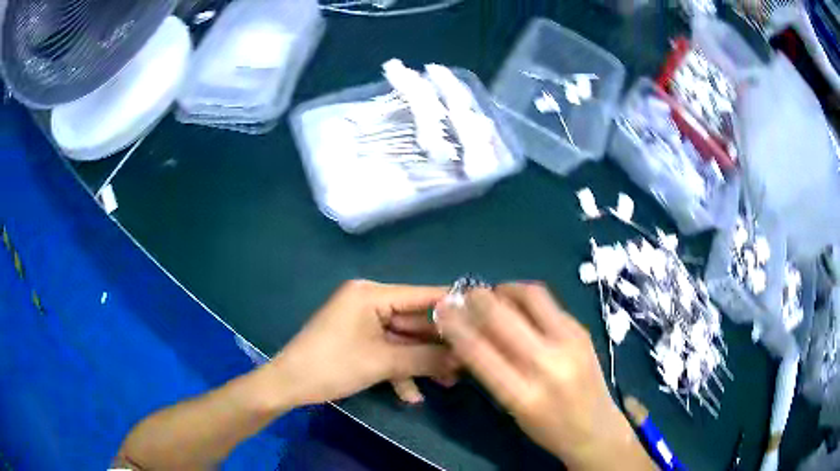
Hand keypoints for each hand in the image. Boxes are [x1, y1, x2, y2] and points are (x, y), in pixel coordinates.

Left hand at [269, 280, 456, 405]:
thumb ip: (426, 357)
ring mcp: (362, 322)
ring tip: (447, 383)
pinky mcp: (357, 340)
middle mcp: (368, 301)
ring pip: (402, 339)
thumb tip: (465, 356)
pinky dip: (398, 370)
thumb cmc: (332, 366)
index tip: (483, 318)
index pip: (422, 295)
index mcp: (371, 294)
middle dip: (437, 346)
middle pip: (414, 321)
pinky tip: (410, 396)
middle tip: (466, 363)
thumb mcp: (383, 363)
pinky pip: (386, 350)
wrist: (288, 385)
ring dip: (421, 362)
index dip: (453, 307)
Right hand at [435, 283, 652, 470]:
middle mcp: (547, 364)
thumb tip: (467, 335)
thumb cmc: (548, 428)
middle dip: (477, 299)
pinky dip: (526, 298)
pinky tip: (519, 305)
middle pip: (503, 316)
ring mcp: (570, 343)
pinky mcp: (583, 331)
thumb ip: (490, 373)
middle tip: (465, 295)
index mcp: (523, 395)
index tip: (441, 310)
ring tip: (494, 295)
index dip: (455, 325)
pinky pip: (549, 303)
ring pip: (531, 296)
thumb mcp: (512, 410)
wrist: (597, 429)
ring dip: (505, 290)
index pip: (479, 351)